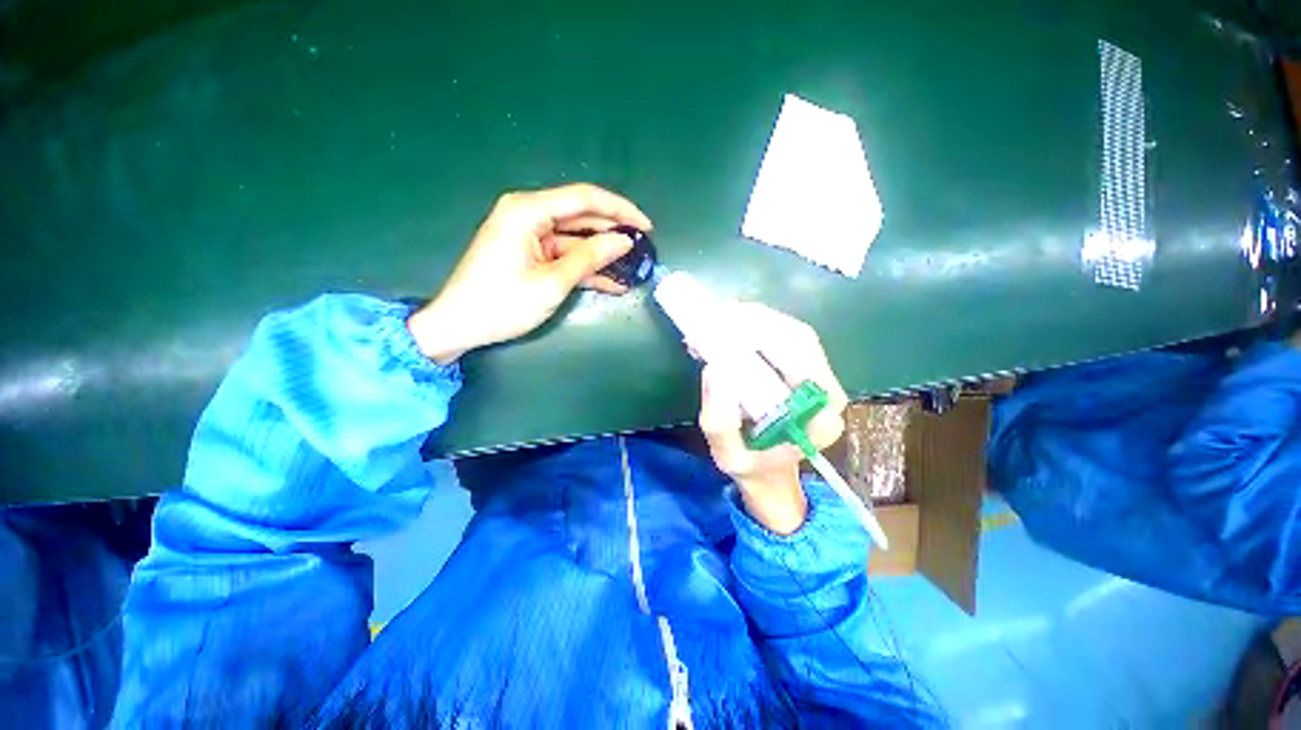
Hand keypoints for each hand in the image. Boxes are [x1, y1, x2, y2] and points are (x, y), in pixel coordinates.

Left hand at [408, 183, 652, 362]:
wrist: (459, 325)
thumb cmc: (502, 303)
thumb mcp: (552, 282)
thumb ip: (590, 257)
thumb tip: (624, 240)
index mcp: (528, 210)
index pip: (585, 198)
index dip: (620, 210)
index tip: (647, 226)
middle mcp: (529, 213)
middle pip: (582, 215)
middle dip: (614, 232)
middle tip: (644, 248)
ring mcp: (530, 234)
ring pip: (577, 237)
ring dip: (603, 253)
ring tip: (633, 267)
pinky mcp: (531, 253)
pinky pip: (565, 254)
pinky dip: (586, 266)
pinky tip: (612, 281)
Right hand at [697, 304, 847, 534]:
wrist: (769, 475)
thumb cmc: (752, 469)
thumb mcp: (728, 455)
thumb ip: (721, 422)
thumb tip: (715, 368)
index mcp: (819, 416)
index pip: (802, 360)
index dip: (768, 334)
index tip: (729, 324)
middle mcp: (827, 392)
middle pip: (799, 339)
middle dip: (757, 321)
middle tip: (718, 315)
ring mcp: (817, 378)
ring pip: (791, 334)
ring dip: (755, 321)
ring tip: (719, 320)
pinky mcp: (802, 371)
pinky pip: (782, 340)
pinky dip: (755, 328)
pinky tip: (729, 330)